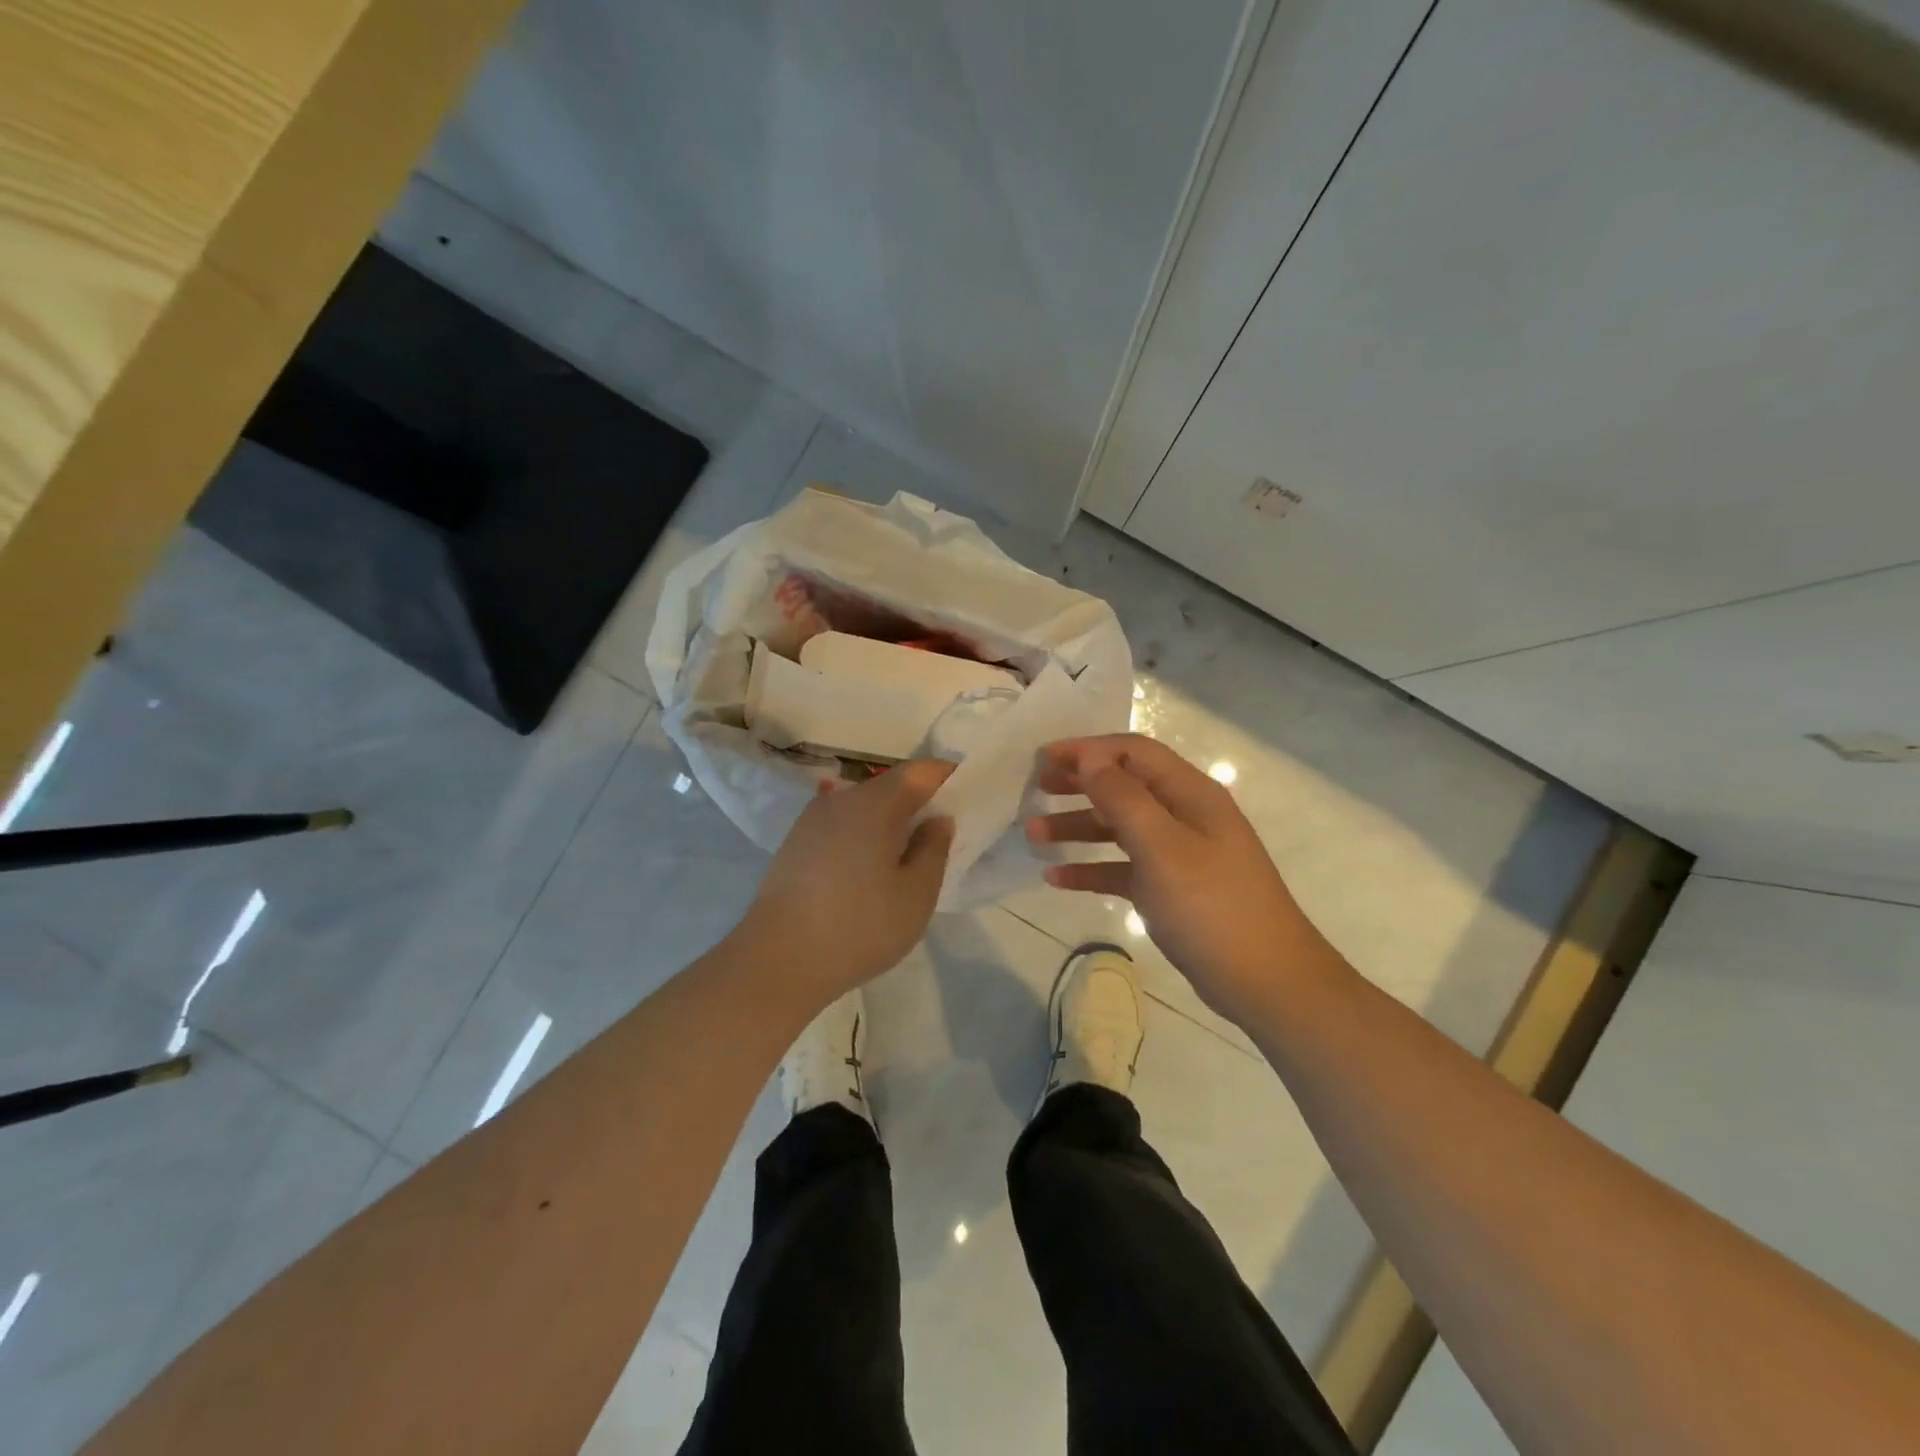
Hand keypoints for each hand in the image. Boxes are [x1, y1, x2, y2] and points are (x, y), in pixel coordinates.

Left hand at [742, 760, 955, 1011]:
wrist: (777, 960)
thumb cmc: (859, 926)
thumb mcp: (915, 895)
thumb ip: (934, 849)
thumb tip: (938, 819)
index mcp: (875, 804)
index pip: (920, 772)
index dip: (947, 776)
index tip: (968, 791)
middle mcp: (841, 799)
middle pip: (889, 786)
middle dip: (918, 799)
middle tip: (942, 827)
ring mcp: (812, 820)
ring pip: (862, 806)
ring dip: (888, 818)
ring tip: (906, 849)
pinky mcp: (795, 843)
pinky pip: (840, 824)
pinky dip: (862, 833)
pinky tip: (868, 863)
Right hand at [1026, 734, 1324, 1025]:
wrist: (1265, 981)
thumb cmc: (1211, 906)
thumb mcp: (1162, 847)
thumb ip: (1123, 798)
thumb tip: (1091, 757)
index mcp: (1190, 794)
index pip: (1133, 753)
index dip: (1088, 749)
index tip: (1043, 758)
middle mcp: (1184, 815)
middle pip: (1124, 785)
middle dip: (1080, 783)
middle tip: (1036, 789)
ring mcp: (1178, 854)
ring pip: (1119, 828)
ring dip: (1077, 827)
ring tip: (1033, 835)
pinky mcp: (1171, 889)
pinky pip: (1123, 868)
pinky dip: (1091, 868)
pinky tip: (1057, 879)